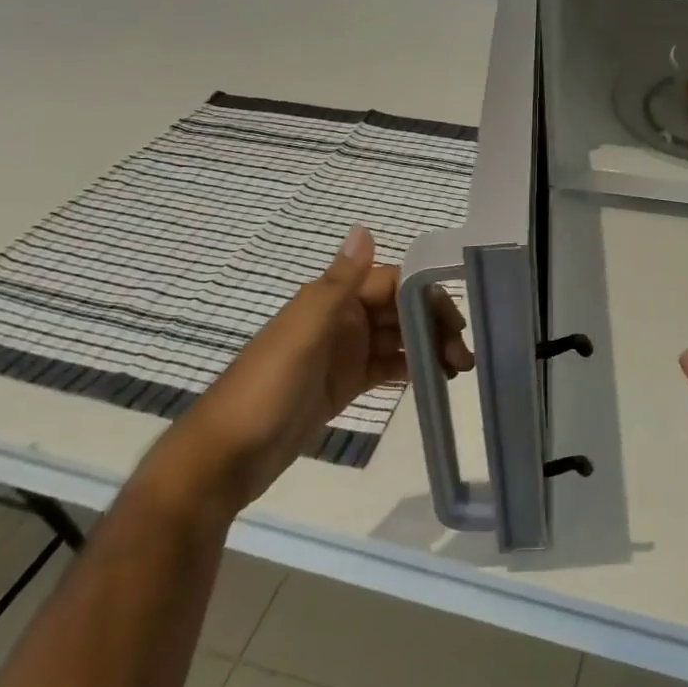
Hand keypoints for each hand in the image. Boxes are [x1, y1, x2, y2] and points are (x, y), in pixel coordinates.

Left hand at [148, 226, 471, 516]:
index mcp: (332, 299)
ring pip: (397, 339)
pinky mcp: (344, 385)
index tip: (457, 320)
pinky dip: (410, 368)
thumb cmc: (265, 388)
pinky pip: (386, 367)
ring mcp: (343, 354)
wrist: (224, 459)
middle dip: (434, 325)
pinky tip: (435, 379)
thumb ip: (339, 283)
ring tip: (458, 369)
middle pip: (400, 310)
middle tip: (463, 356)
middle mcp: (341, 319)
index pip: (394, 283)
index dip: (426, 295)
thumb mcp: (304, 332)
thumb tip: (364, 226)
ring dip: (428, 348)